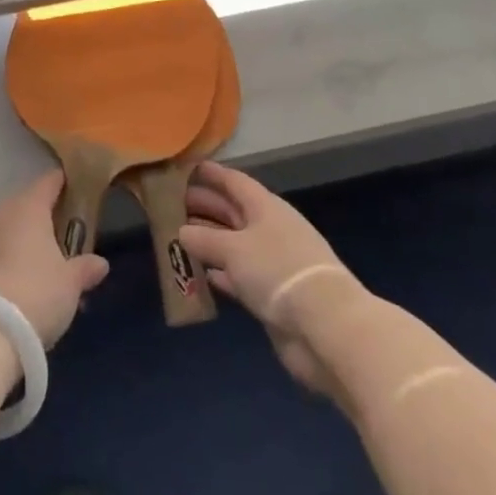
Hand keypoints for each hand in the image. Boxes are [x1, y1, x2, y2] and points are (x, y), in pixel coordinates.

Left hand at [0, 170, 110, 346]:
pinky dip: (12, 258)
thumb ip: (85, 268)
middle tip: (68, 234)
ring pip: (12, 228)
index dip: (66, 183)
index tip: (81, 190)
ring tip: (49, 263)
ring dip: (28, 240)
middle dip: (48, 217)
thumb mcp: (70, 283)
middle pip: (29, 204)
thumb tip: (100, 262)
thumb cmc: (37, 292)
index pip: (50, 181)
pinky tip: (25, 281)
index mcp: (30, 205)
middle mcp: (4, 212)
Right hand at [179, 162, 371, 398]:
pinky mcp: (273, 294)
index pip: (234, 182)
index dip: (211, 174)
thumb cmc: (277, 271)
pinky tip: (202, 274)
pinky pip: (240, 275)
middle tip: (170, 204)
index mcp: (266, 207)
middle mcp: (270, 229)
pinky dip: (221, 273)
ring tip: (178, 237)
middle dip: (205, 206)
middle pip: (233, 211)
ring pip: (234, 244)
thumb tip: (182, 232)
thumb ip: (204, 239)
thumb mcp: (234, 248)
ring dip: (209, 241)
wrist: (324, 326)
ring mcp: (273, 263)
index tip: (187, 168)